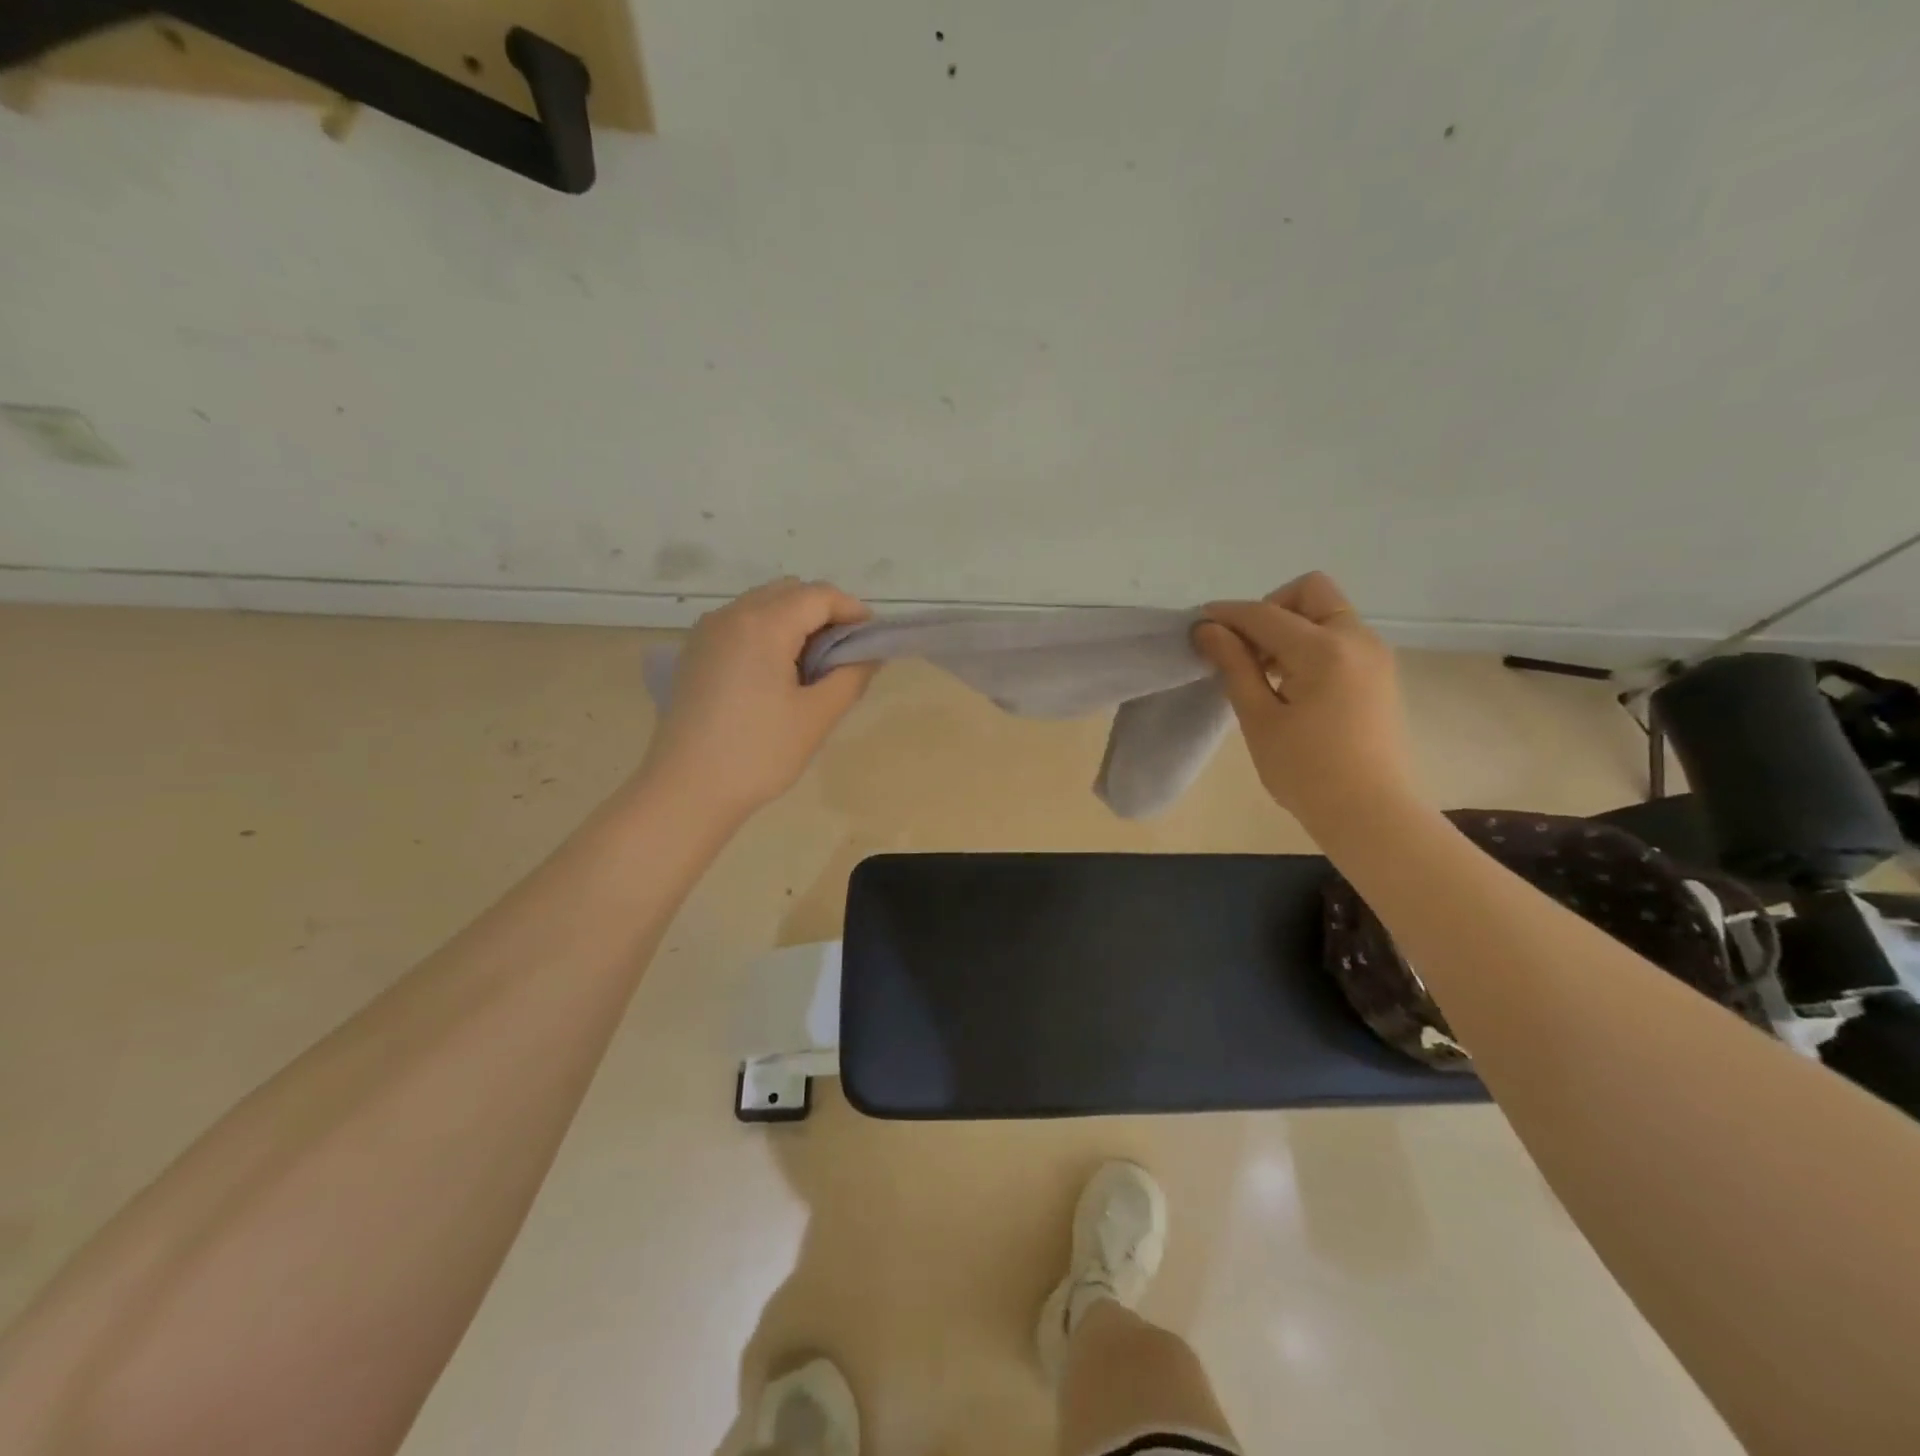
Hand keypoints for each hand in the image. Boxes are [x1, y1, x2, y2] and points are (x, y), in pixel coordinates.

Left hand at [641, 578, 878, 818]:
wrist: (686, 790)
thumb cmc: (758, 753)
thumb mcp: (816, 716)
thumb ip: (850, 676)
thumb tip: (869, 653)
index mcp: (763, 625)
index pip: (819, 595)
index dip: (852, 610)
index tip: (872, 639)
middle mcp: (731, 615)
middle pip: (789, 592)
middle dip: (824, 613)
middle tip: (844, 654)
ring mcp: (707, 632)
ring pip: (763, 605)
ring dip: (795, 622)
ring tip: (812, 667)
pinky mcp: (695, 653)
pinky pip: (741, 624)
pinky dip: (768, 633)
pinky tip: (776, 674)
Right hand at [1195, 572, 1416, 823]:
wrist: (1369, 813)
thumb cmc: (1305, 770)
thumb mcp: (1259, 717)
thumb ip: (1234, 665)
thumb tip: (1207, 628)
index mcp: (1324, 650)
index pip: (1265, 613)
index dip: (1227, 614)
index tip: (1197, 623)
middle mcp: (1356, 639)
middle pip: (1310, 592)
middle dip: (1270, 608)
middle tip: (1246, 650)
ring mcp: (1374, 654)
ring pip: (1326, 613)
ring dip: (1291, 627)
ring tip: (1264, 672)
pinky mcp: (1379, 672)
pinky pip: (1341, 637)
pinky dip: (1311, 644)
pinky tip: (1292, 684)